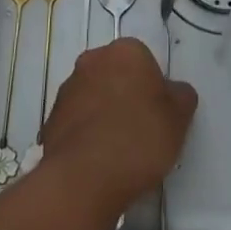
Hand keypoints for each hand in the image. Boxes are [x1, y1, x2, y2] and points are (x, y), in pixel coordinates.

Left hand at [37, 38, 197, 218]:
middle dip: (127, 95)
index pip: (146, 61)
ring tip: (118, 150)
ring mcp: (66, 89)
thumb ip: (180, 96)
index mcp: (125, 51)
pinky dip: (87, 134)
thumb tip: (173, 92)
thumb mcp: (179, 118)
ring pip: (94, 97)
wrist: (83, 179)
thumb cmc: (139, 139)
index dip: (155, 88)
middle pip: (117, 75)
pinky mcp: (50, 119)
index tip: (159, 115)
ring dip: (105, 114)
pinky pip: (77, 121)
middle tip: (142, 130)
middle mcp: (92, 60)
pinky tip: (98, 160)